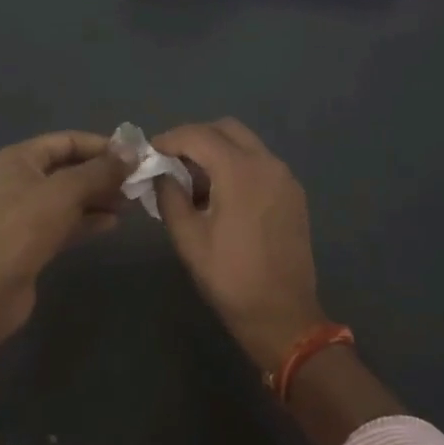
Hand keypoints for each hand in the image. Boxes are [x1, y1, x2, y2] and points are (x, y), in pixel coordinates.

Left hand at [0, 130, 129, 333]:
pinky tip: (113, 224)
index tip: (133, 156)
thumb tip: (131, 153)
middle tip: (136, 182)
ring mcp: (23, 212)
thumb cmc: (25, 228)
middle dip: (103, 174)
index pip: (67, 141)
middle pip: (69, 168)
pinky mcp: (30, 240)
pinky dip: (87, 219)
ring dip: (99, 197)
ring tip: (130, 203)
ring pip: (69, 197)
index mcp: (19, 159)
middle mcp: (19, 180)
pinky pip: (64, 221)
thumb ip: (101, 170)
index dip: (101, 145)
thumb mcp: (66, 191)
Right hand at [152, 119, 326, 369]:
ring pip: (246, 144)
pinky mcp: (293, 193)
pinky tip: (222, 196)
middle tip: (172, 161)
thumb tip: (160, 174)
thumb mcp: (189, 239)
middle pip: (226, 129)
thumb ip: (169, 197)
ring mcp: (285, 177)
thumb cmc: (230, 278)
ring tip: (195, 182)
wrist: (283, 315)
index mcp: (240, 171)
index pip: (198, 136)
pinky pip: (260, 163)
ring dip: (218, 151)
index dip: (170, 139)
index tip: (151, 152)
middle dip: (196, 138)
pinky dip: (238, 165)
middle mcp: (267, 163)